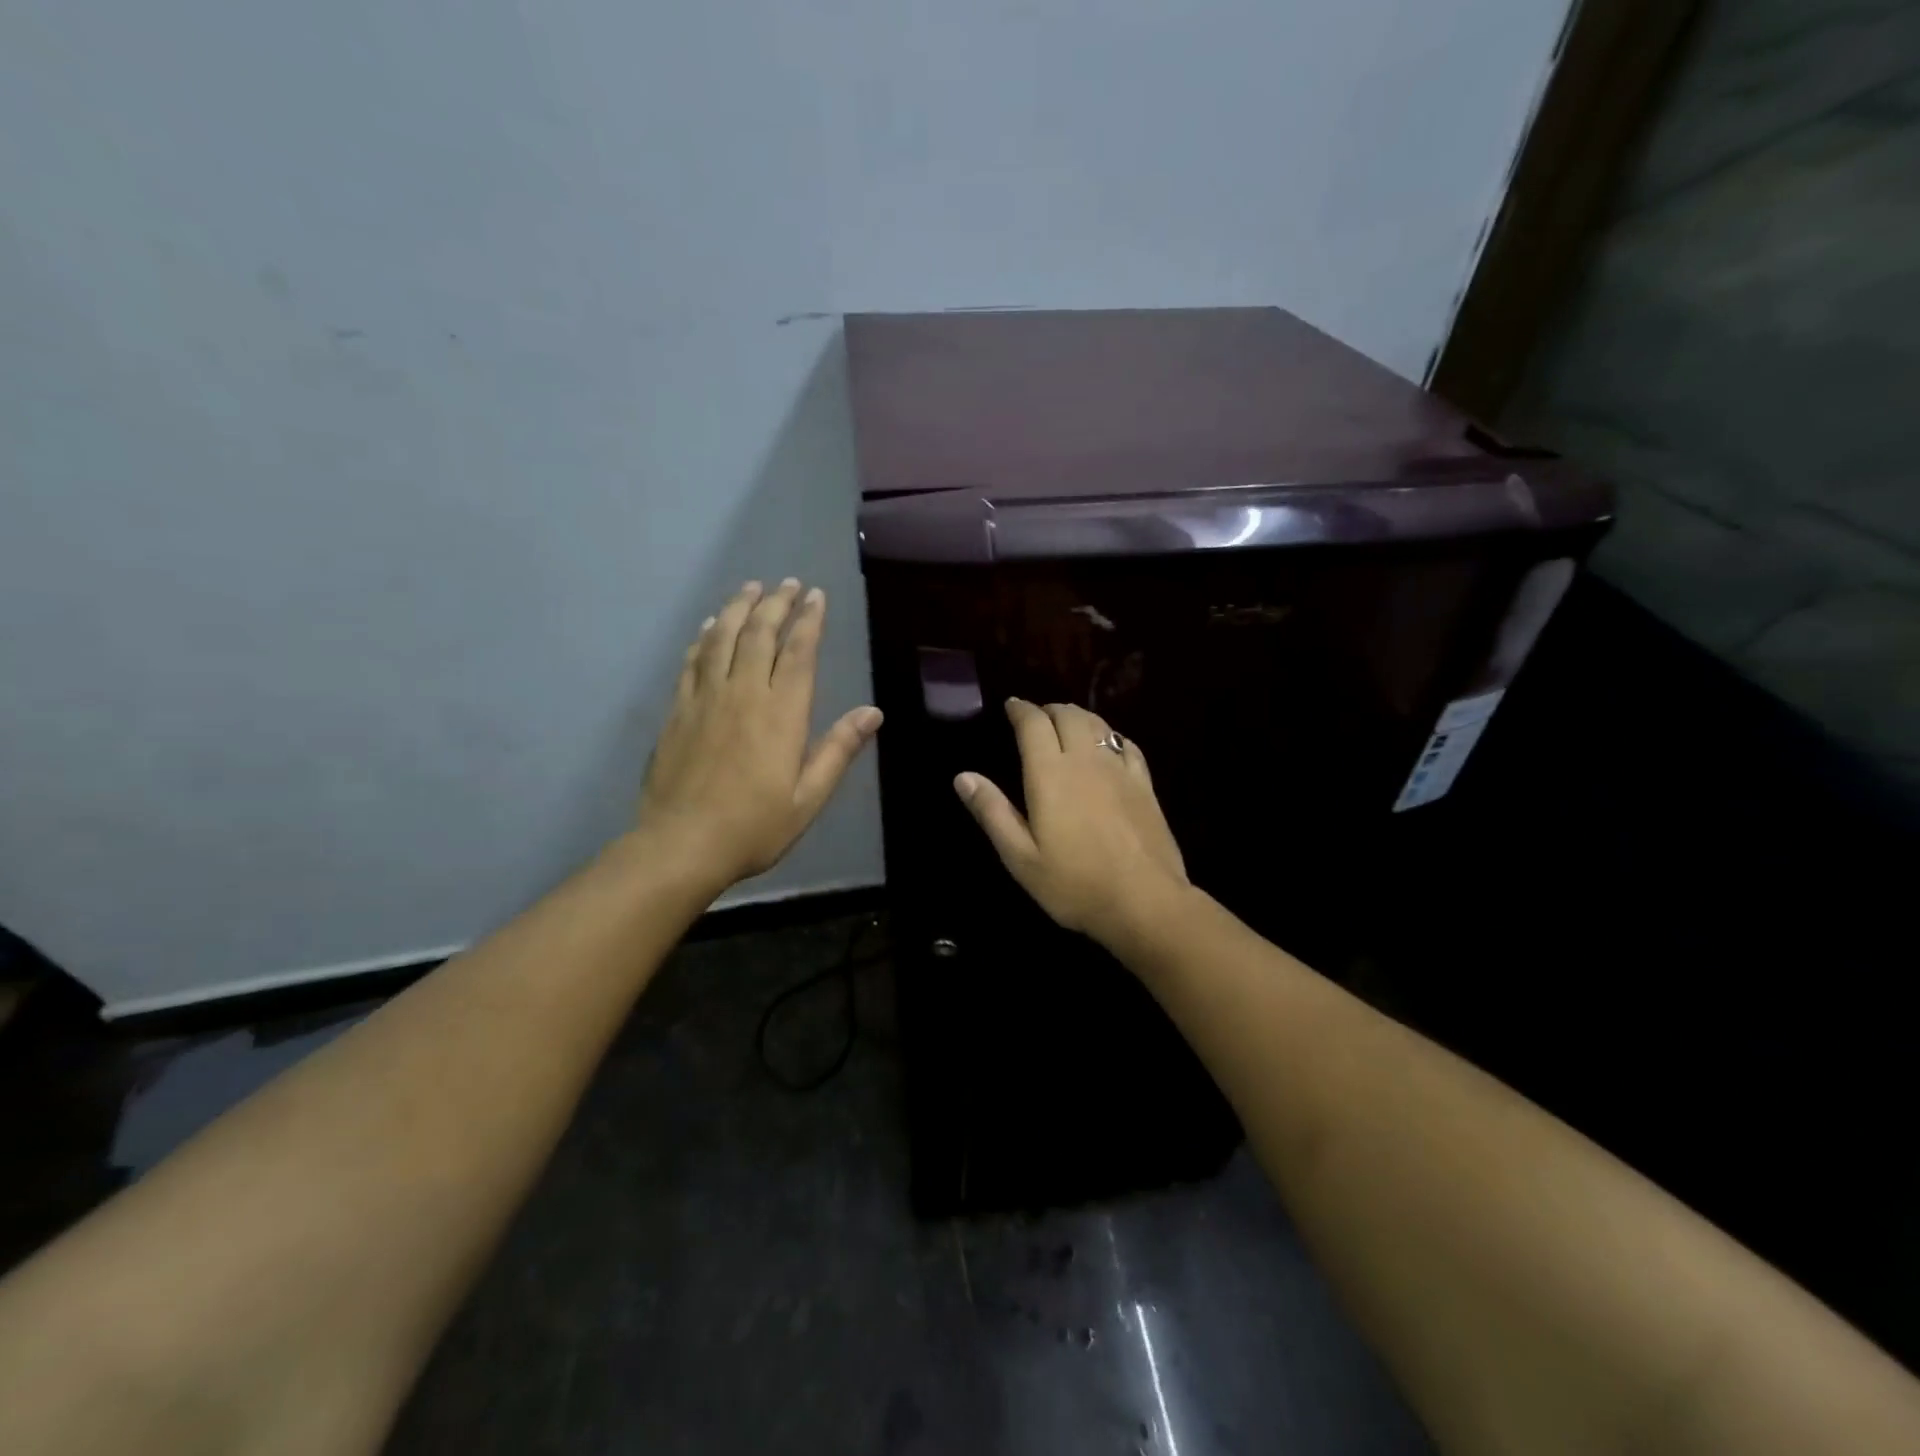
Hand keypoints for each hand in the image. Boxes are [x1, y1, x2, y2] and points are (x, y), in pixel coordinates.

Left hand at [637, 579, 881, 891]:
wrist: (681, 844)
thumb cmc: (754, 826)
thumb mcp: (808, 797)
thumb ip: (838, 750)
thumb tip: (873, 713)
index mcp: (781, 713)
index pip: (798, 652)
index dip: (808, 620)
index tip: (816, 596)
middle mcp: (743, 694)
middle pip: (760, 634)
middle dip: (776, 603)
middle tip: (788, 583)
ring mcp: (705, 699)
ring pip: (723, 638)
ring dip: (740, 608)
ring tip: (751, 587)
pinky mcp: (678, 710)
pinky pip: (692, 661)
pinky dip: (704, 636)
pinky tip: (711, 625)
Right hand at [955, 699, 1188, 943]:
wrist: (1144, 901)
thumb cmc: (1074, 883)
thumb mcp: (1020, 857)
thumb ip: (992, 812)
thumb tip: (963, 776)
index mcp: (1050, 774)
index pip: (1034, 723)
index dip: (1021, 710)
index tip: (1011, 707)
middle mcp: (1085, 760)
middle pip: (1068, 715)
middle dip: (1049, 709)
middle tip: (1037, 717)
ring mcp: (1120, 770)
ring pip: (1098, 725)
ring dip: (1078, 717)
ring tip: (1066, 724)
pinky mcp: (1145, 785)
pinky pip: (1126, 745)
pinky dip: (1110, 736)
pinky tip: (1107, 746)